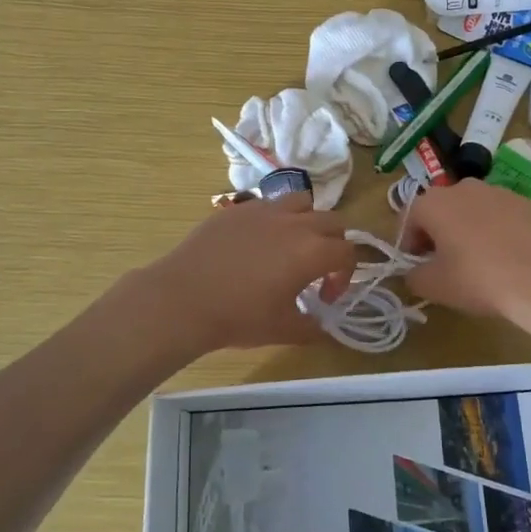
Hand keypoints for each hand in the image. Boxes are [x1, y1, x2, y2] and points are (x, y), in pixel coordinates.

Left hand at [135, 194, 358, 351]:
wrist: (183, 299)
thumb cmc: (238, 317)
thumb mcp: (282, 330)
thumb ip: (311, 328)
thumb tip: (322, 327)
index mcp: (311, 252)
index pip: (347, 252)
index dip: (344, 275)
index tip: (325, 297)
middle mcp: (294, 223)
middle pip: (333, 221)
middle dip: (334, 244)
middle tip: (318, 268)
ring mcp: (264, 210)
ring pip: (302, 201)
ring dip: (307, 221)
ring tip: (292, 245)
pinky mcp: (238, 209)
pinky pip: (268, 204)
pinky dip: (274, 219)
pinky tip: (257, 243)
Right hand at [404, 180, 530, 317]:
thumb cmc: (477, 280)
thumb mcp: (433, 286)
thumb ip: (413, 275)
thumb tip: (414, 271)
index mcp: (434, 203)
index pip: (409, 217)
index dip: (408, 241)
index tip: (416, 263)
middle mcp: (463, 187)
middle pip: (441, 207)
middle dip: (437, 231)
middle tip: (443, 260)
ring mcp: (498, 191)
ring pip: (472, 207)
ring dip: (467, 226)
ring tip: (477, 257)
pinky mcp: (525, 202)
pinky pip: (500, 213)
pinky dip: (496, 228)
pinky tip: (505, 254)